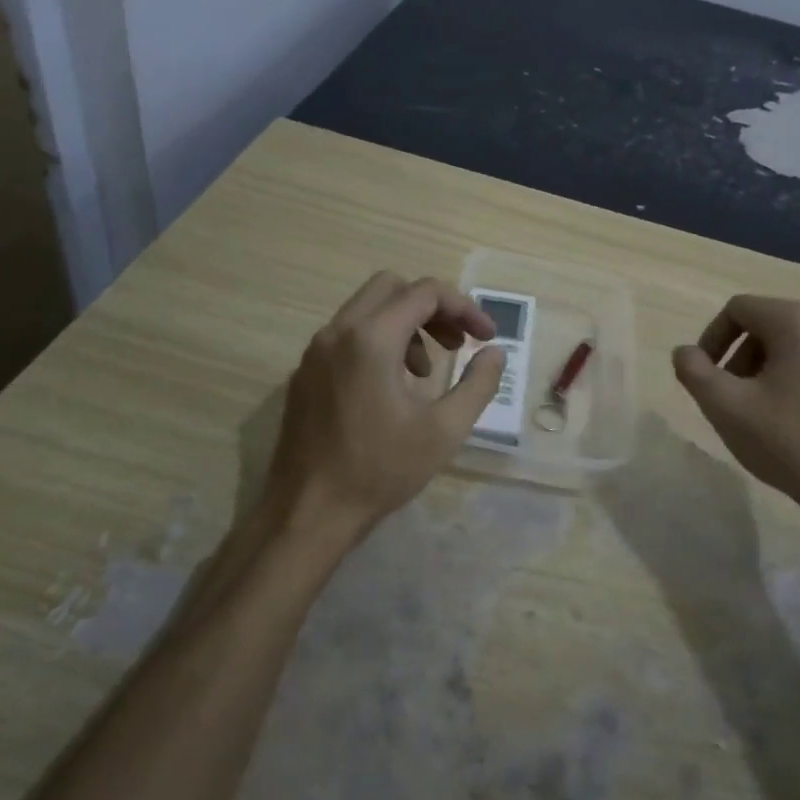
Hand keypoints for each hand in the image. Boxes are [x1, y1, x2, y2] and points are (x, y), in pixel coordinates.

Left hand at [264, 272, 504, 536]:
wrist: (310, 511)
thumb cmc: (381, 470)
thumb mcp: (444, 430)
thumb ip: (478, 384)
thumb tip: (495, 353)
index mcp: (371, 339)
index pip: (425, 293)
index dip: (465, 308)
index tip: (487, 338)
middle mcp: (338, 332)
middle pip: (391, 288)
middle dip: (432, 308)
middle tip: (457, 344)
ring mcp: (315, 351)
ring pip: (366, 310)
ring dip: (405, 325)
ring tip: (426, 372)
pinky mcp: (305, 373)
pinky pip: (346, 336)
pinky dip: (377, 342)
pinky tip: (391, 388)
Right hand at [672, 295, 799, 533]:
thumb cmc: (786, 442)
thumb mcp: (725, 406)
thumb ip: (693, 371)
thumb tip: (684, 352)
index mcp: (798, 320)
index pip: (738, 309)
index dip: (710, 339)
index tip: (703, 376)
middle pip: (765, 325)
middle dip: (737, 357)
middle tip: (727, 397)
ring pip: (790, 345)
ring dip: (761, 369)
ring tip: (755, 411)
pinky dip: (790, 379)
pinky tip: (787, 420)